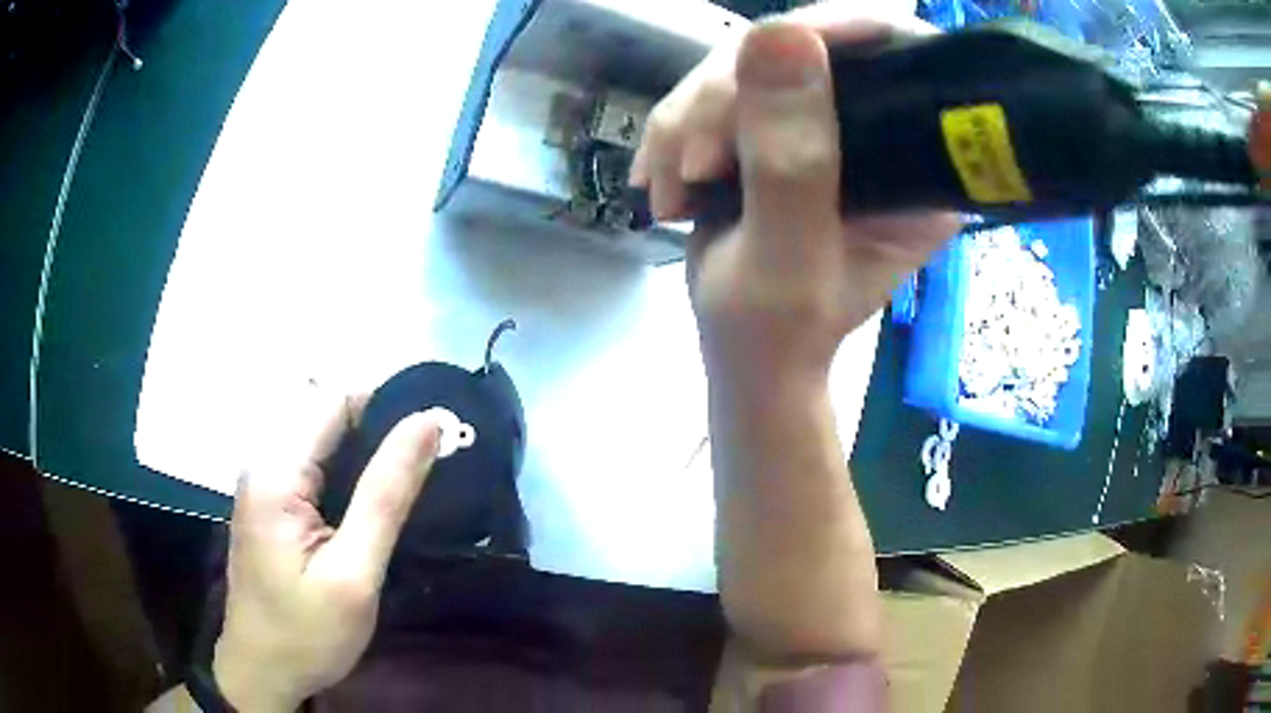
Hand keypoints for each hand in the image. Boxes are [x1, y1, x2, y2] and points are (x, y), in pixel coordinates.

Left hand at [213, 393, 441, 711]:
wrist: (263, 671)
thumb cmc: (308, 632)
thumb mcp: (355, 573)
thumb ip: (387, 494)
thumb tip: (427, 423)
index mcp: (276, 472)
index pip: (334, 401)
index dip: (387, 406)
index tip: (437, 434)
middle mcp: (263, 463)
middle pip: (326, 415)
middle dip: (379, 429)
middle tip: (431, 466)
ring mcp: (262, 482)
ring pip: (321, 440)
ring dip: (366, 452)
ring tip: (410, 483)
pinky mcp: (269, 502)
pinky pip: (312, 466)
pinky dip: (347, 473)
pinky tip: (372, 503)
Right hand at [630, 8, 957, 376]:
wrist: (744, 347)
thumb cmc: (777, 330)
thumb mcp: (789, 255)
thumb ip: (792, 157)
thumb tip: (781, 34)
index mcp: (923, 161)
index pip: (899, 53)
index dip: (836, 30)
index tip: (766, 56)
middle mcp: (885, 127)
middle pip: (809, 47)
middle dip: (730, 95)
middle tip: (695, 165)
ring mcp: (829, 121)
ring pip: (749, 63)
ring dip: (689, 120)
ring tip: (670, 190)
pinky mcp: (779, 124)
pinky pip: (718, 89)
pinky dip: (675, 132)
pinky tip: (662, 180)